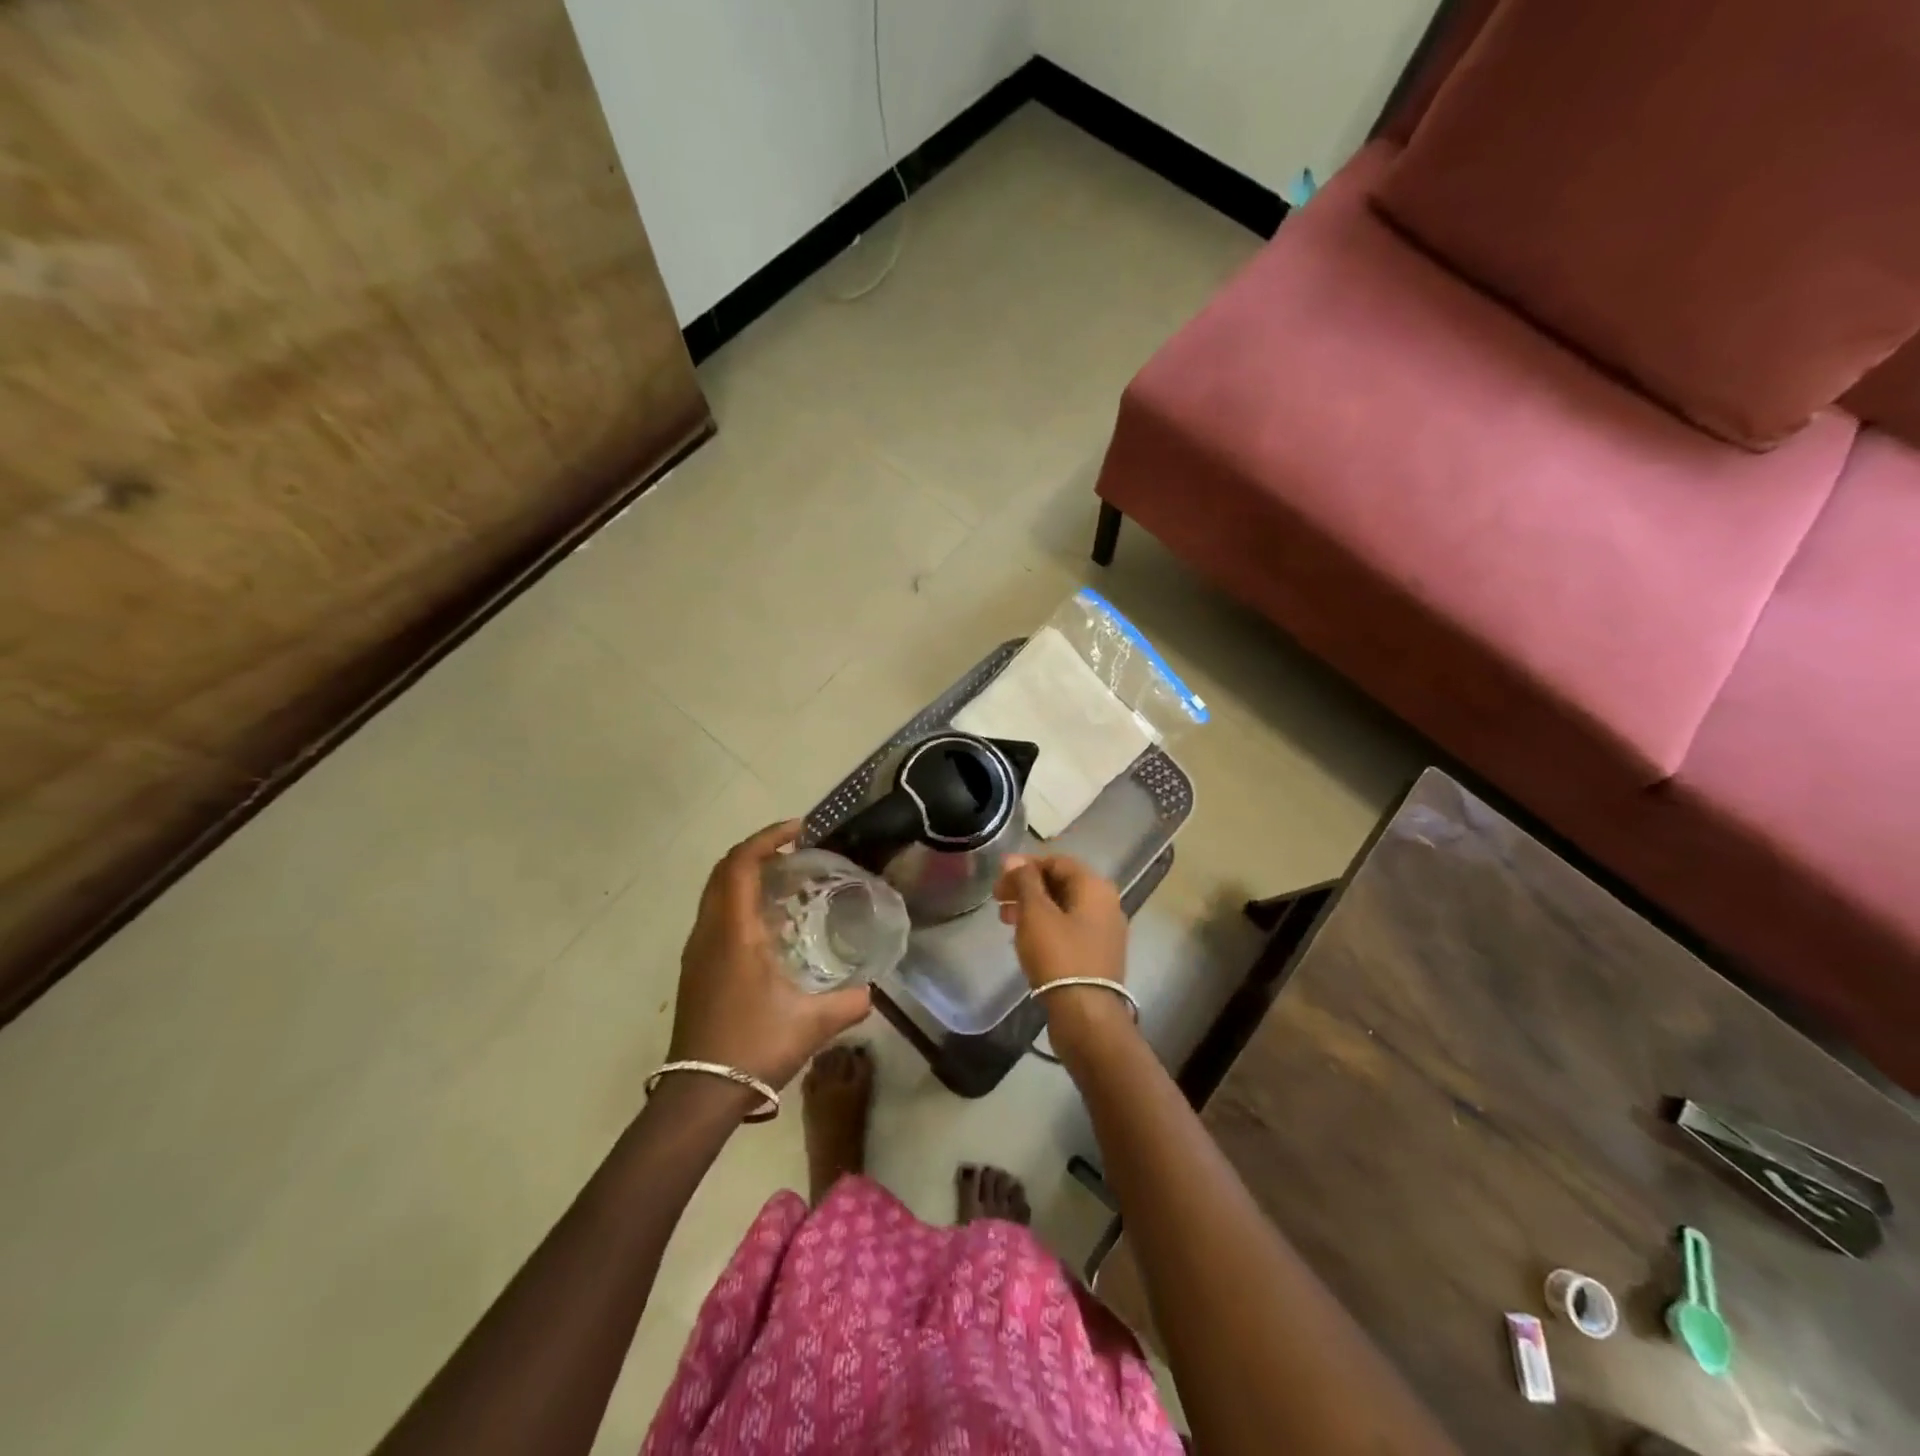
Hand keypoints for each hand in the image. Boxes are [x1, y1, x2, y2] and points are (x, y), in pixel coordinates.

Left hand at [669, 821, 871, 1089]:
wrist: (699, 1094)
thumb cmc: (753, 1047)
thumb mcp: (813, 1023)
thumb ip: (850, 1001)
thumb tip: (872, 989)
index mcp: (734, 932)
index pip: (742, 864)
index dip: (768, 838)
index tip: (799, 830)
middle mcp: (709, 932)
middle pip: (724, 870)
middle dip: (757, 850)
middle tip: (795, 850)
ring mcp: (697, 951)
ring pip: (715, 892)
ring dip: (745, 874)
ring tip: (785, 880)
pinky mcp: (694, 969)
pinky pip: (714, 914)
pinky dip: (738, 899)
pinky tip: (768, 923)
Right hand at [995, 854, 1133, 1057]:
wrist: (1085, 1014)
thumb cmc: (1059, 955)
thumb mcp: (1036, 913)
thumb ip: (1024, 881)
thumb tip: (1014, 859)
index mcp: (1095, 886)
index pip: (1057, 861)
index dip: (1025, 865)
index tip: (999, 879)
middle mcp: (1106, 903)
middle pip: (1061, 883)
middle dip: (1027, 888)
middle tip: (998, 899)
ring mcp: (1105, 930)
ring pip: (1063, 907)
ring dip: (1033, 907)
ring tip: (1005, 920)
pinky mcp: (1098, 954)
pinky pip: (1069, 928)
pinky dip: (1046, 926)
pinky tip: (1025, 939)